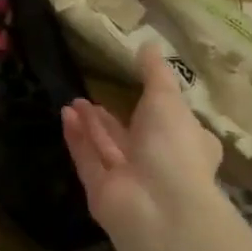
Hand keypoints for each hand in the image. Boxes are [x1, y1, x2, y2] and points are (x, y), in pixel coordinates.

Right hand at [61, 48, 223, 250]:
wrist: (158, 206)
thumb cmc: (173, 147)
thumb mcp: (168, 100)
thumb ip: (155, 73)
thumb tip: (148, 44)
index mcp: (186, 143)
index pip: (173, 123)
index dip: (156, 107)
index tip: (137, 88)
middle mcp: (158, 162)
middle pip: (131, 136)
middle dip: (111, 117)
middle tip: (90, 95)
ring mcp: (128, 178)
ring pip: (106, 147)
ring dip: (90, 124)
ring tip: (72, 100)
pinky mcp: (101, 190)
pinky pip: (87, 158)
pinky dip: (77, 137)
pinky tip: (65, 115)